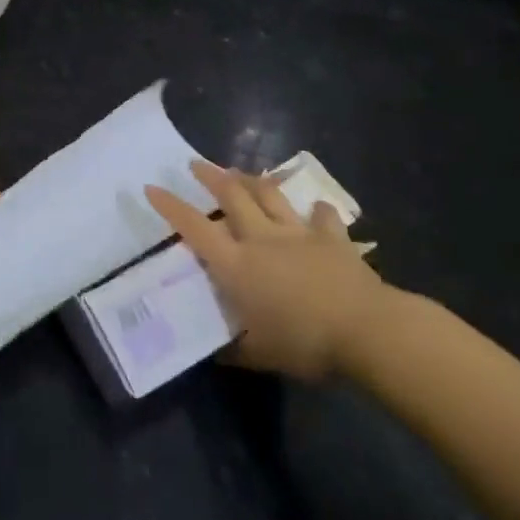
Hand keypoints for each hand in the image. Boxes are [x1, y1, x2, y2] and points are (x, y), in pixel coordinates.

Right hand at [146, 161, 398, 380]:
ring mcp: (297, 232)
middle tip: (195, 164)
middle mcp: (261, 238)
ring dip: (251, 180)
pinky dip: (315, 210)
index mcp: (236, 265)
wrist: (366, 330)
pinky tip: (315, 208)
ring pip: (268, 195)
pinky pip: (321, 215)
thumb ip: (235, 349)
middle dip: (210, 176)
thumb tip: (215, 352)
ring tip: (239, 172)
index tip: (152, 187)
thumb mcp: (260, 355)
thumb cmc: (305, 344)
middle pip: (230, 195)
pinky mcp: (330, 236)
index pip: (194, 228)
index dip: (171, 206)